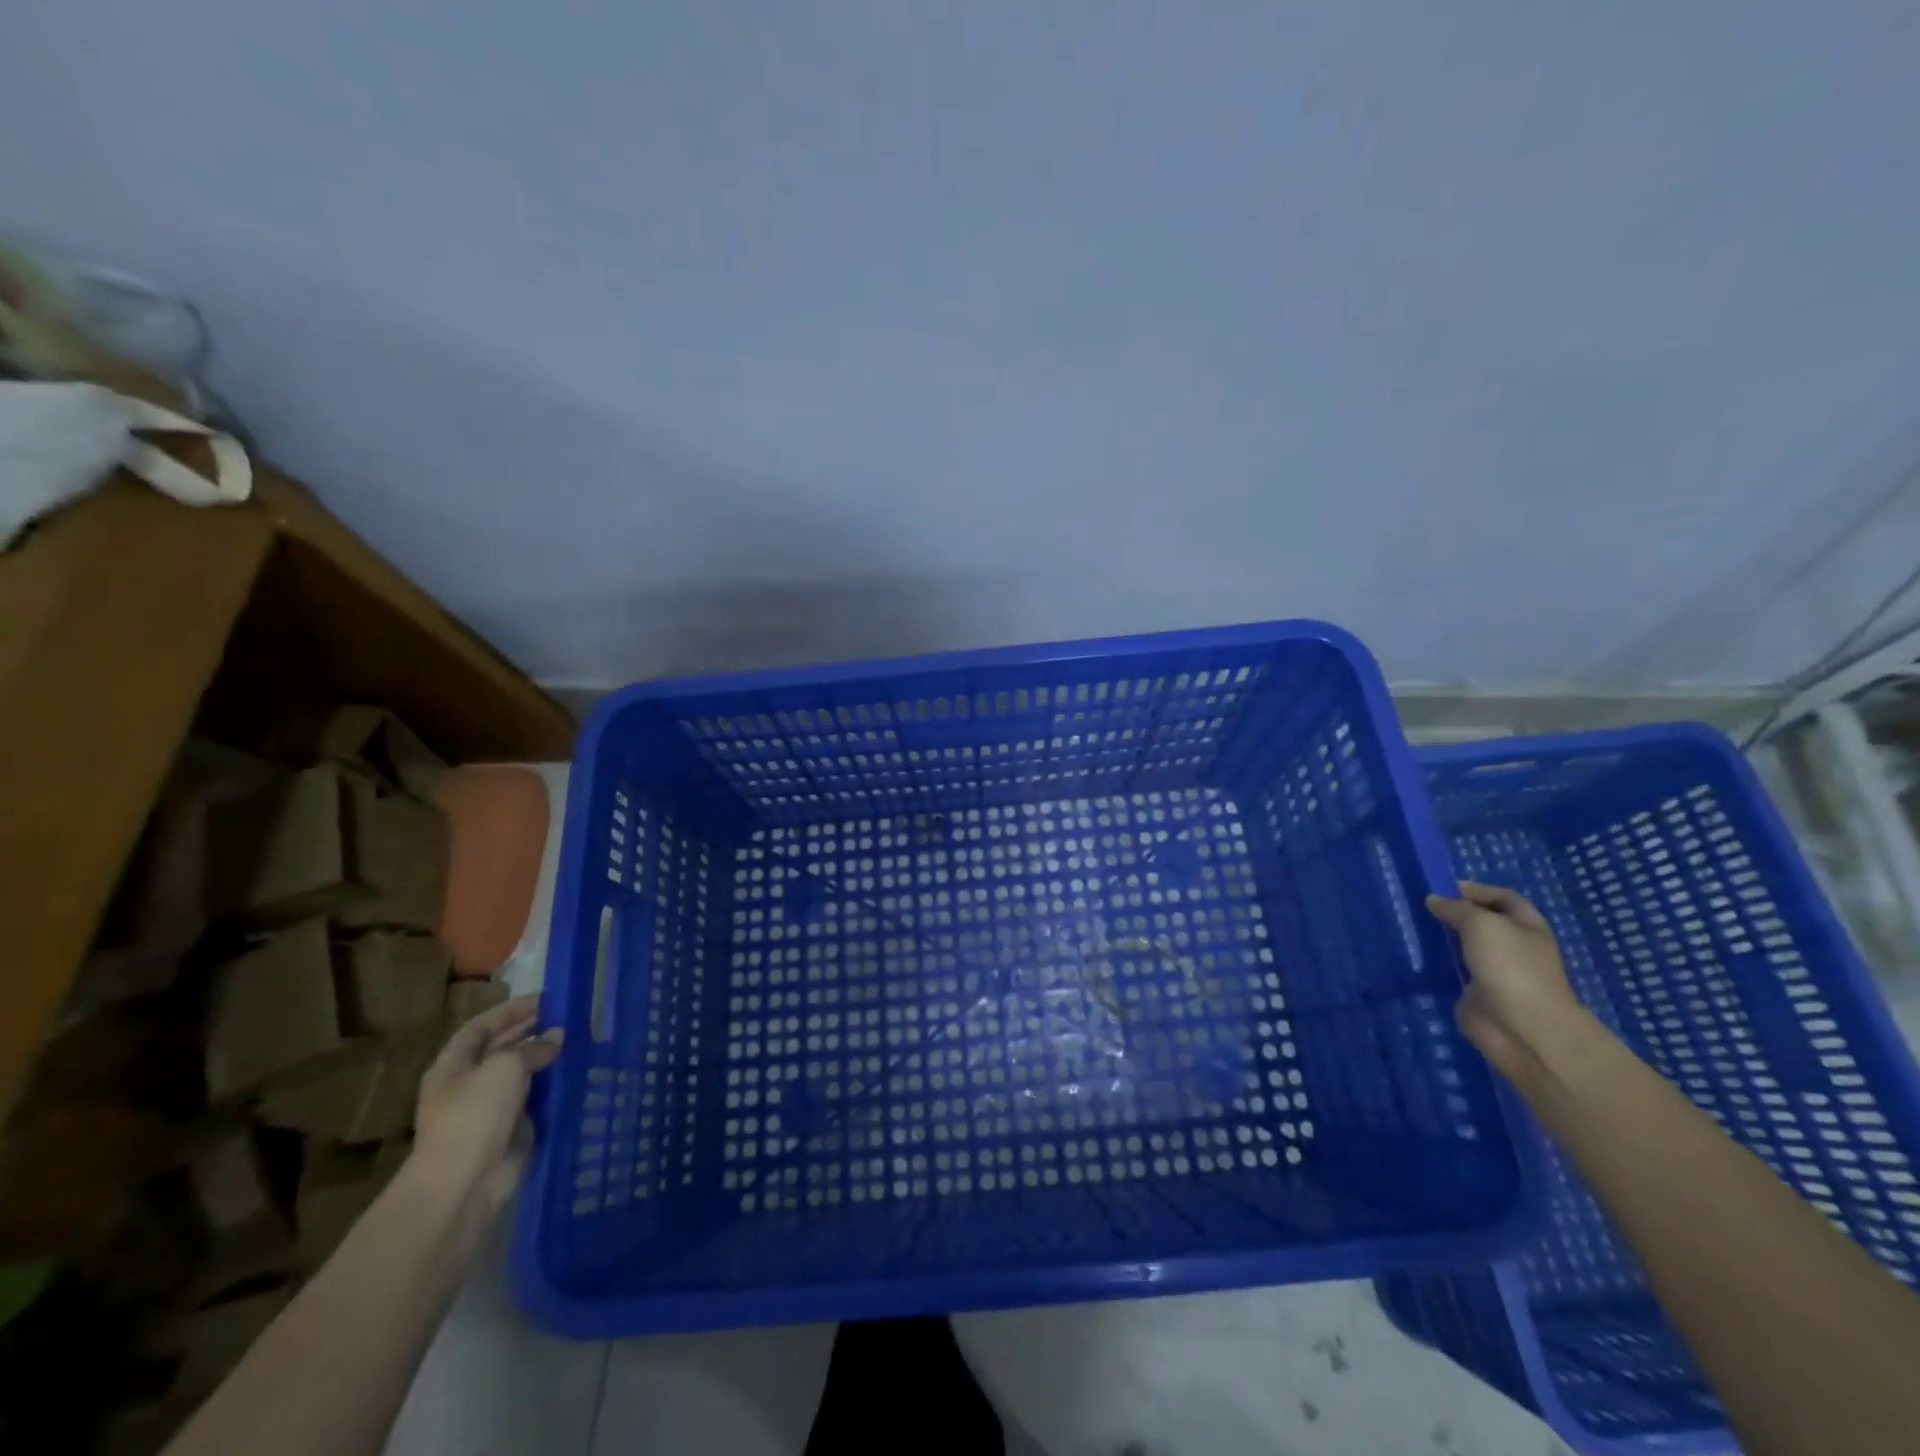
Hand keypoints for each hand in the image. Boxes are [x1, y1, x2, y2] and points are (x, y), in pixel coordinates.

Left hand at [412, 995, 562, 1217]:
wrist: (465, 1184)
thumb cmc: (475, 1115)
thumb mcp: (505, 1067)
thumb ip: (533, 1047)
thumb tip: (557, 1036)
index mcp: (454, 1065)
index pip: (481, 1027)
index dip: (510, 1010)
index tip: (546, 999)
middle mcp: (469, 1084)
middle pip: (502, 1049)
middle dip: (533, 1031)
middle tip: (570, 1016)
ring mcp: (490, 1109)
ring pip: (523, 1074)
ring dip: (548, 1059)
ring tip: (581, 1040)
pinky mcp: (512, 1130)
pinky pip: (537, 1100)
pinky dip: (555, 1086)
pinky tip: (579, 1073)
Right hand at [1426, 882, 1587, 1085]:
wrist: (1523, 1027)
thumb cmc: (1511, 966)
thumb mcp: (1482, 924)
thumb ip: (1456, 908)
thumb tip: (1434, 900)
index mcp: (1528, 927)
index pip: (1504, 898)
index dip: (1479, 890)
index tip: (1446, 887)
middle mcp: (1514, 947)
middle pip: (1485, 922)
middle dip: (1458, 913)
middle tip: (1426, 907)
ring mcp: (1496, 972)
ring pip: (1467, 947)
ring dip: (1445, 938)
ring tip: (1416, 927)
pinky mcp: (1477, 993)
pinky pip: (1455, 971)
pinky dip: (1439, 963)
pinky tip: (1418, 955)